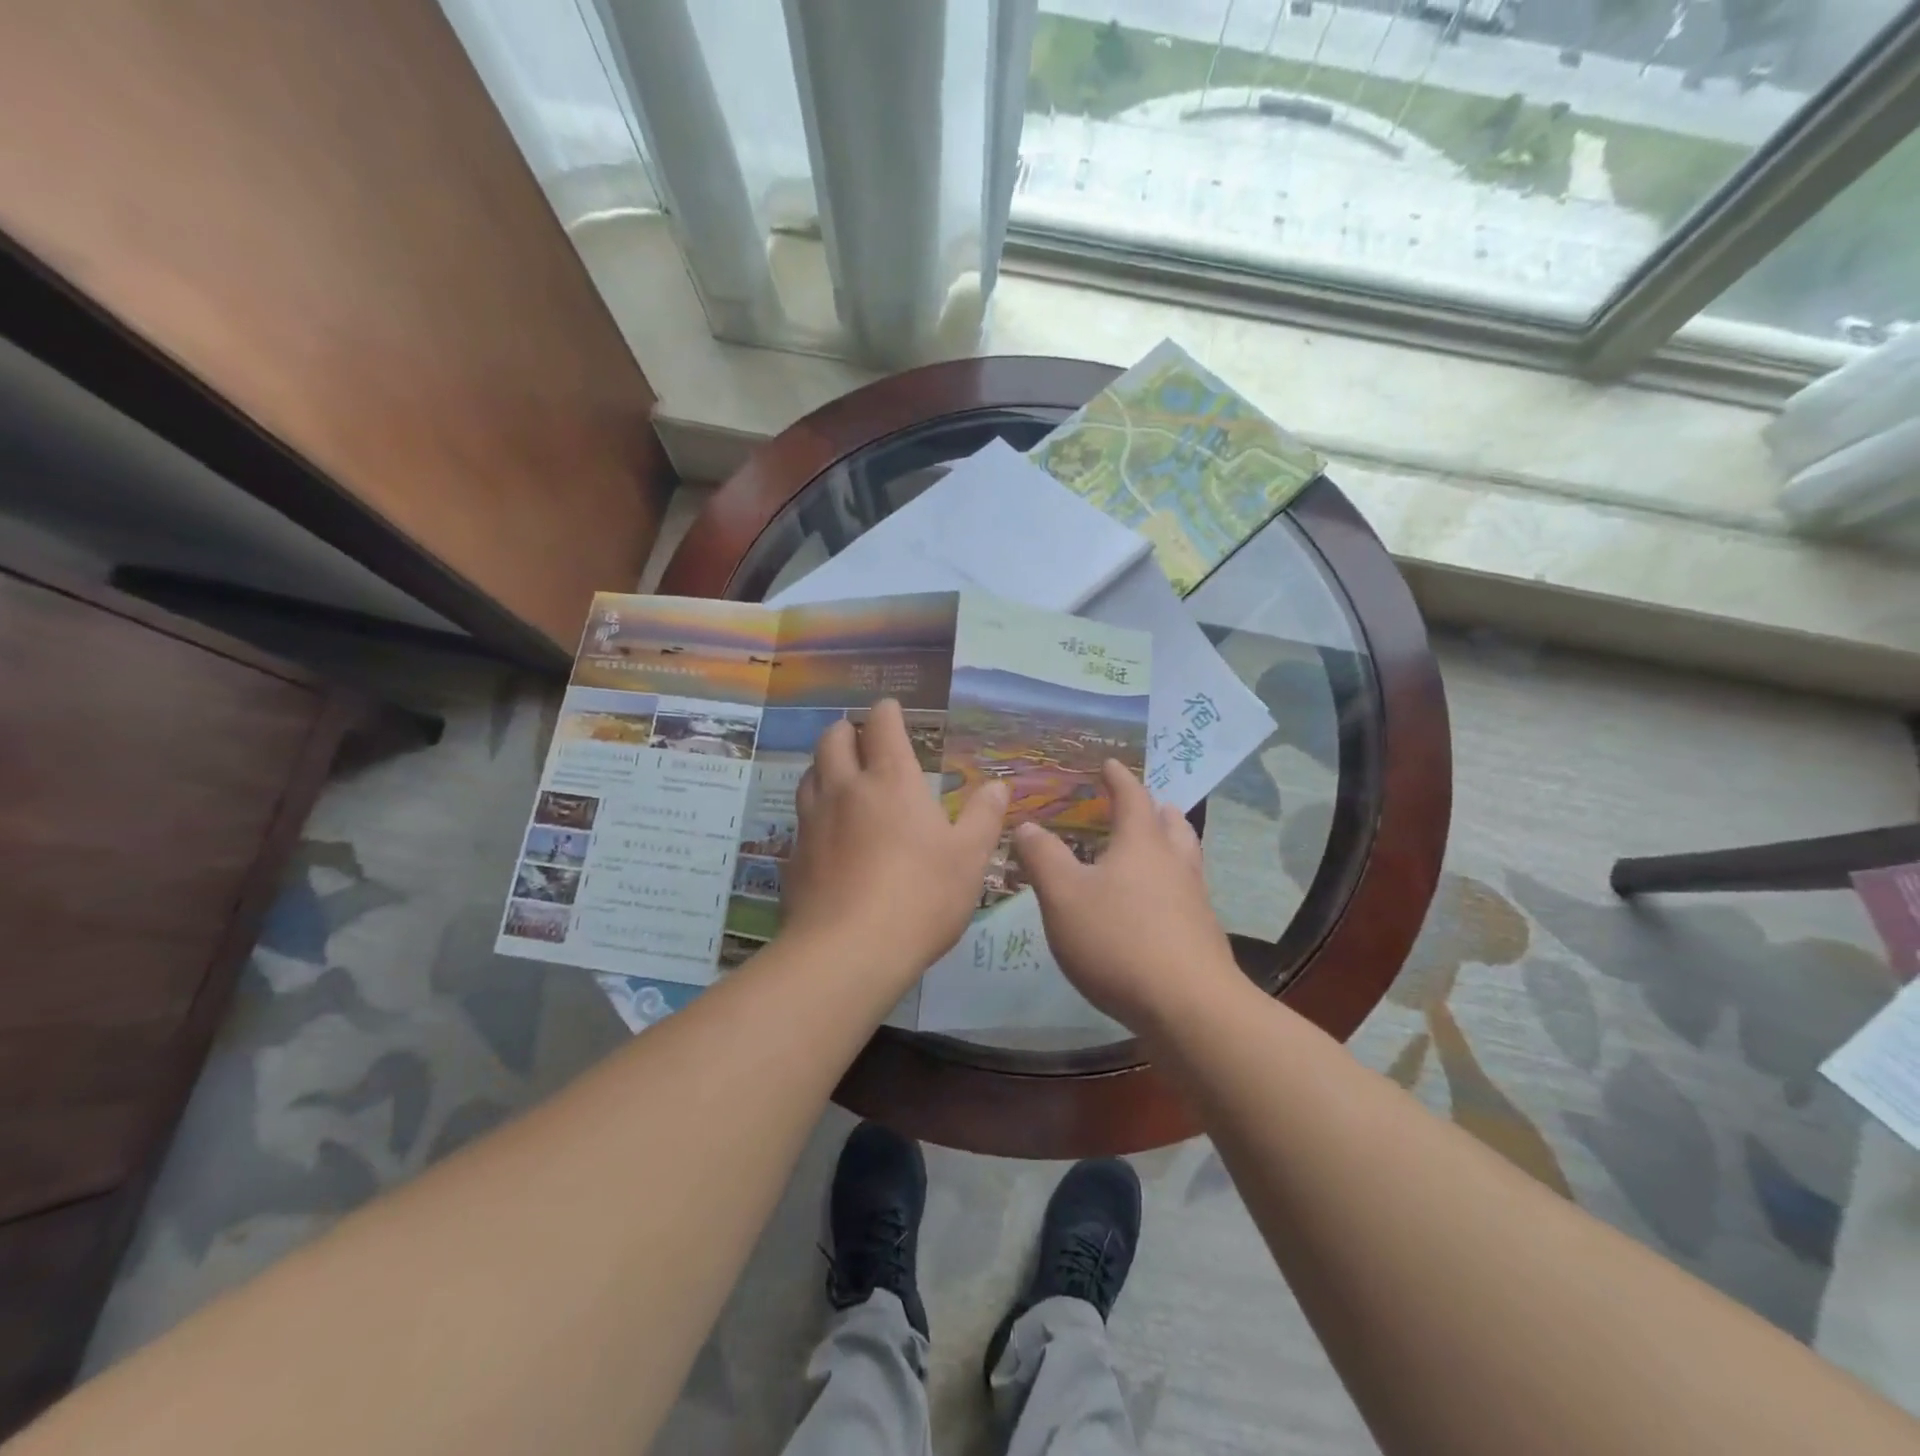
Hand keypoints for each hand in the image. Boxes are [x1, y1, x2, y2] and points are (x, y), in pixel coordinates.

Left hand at [782, 699, 1009, 976]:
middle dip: (848, 730)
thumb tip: (998, 785)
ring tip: (840, 775)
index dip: (887, 711)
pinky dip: (814, 808)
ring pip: (810, 773)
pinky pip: (801, 816)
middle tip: (862, 738)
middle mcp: (846, 789)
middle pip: (834, 739)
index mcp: (890, 780)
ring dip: (825, 764)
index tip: (891, 709)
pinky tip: (826, 830)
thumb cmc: (921, 896)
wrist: (848, 951)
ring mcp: (813, 821)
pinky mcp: (794, 855)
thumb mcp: (969, 857)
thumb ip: (984, 816)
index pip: (882, 725)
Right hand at [1011, 760, 1240, 1029]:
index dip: (1119, 779)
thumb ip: (1043, 858)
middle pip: (1172, 825)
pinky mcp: (1204, 937)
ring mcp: (1195, 901)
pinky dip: (1173, 885)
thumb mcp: (1063, 896)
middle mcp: (1174, 864)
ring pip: (1187, 858)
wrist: (1188, 1006)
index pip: (1132, 798)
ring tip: (1155, 848)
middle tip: (1146, 805)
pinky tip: (1158, 908)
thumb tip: (1027, 825)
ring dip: (1172, 844)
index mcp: (1141, 844)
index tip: (1110, 764)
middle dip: (1156, 810)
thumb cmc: (1118, 940)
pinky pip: (1188, 895)